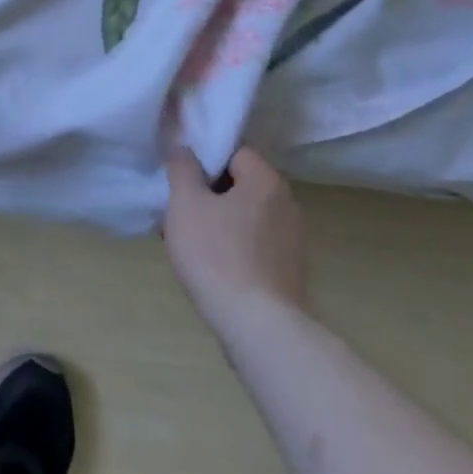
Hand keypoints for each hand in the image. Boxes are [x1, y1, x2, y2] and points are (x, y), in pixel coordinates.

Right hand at [164, 145, 309, 337]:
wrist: (258, 328)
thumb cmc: (217, 255)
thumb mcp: (185, 203)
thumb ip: (182, 167)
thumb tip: (182, 145)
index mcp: (266, 180)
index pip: (234, 151)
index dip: (204, 160)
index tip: (181, 180)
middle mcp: (287, 203)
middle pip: (240, 183)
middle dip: (208, 193)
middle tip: (179, 211)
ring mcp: (292, 240)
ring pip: (245, 216)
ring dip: (218, 222)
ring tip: (189, 242)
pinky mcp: (289, 270)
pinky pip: (254, 244)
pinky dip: (233, 247)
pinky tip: (210, 266)